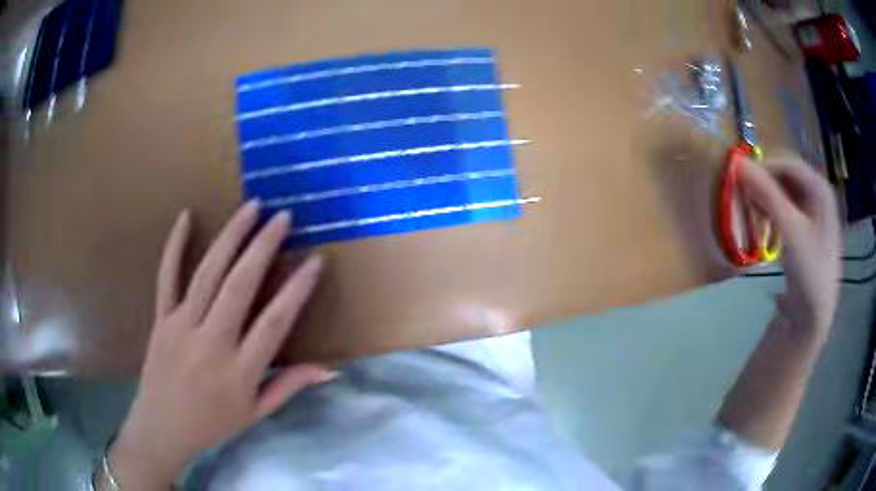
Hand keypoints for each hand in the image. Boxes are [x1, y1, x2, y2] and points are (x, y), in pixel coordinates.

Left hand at [109, 202, 332, 488]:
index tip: (316, 260)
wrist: (162, 427)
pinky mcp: (161, 318)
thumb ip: (289, 387)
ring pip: (207, 273)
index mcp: (240, 371)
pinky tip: (186, 216)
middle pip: (239, 286)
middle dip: (263, 247)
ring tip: (250, 208)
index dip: (297, 290)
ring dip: (230, 237)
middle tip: (283, 217)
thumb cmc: (212, 424)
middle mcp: (212, 342)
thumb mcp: (256, 414)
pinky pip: (167, 276)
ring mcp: (182, 326)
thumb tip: (329, 370)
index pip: (274, 323)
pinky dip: (175, 245)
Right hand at [739, 154, 841, 335]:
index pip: (788, 163)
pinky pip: (788, 211)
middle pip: (788, 177)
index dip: (765, 166)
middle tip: (744, 196)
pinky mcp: (807, 233)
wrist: (813, 319)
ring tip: (751, 211)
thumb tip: (737, 162)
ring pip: (786, 194)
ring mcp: (814, 216)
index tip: (741, 177)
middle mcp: (819, 197)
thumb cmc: (809, 273)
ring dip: (767, 198)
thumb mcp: (790, 231)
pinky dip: (773, 212)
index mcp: (821, 190)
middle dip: (765, 183)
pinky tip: (763, 225)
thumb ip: (767, 194)